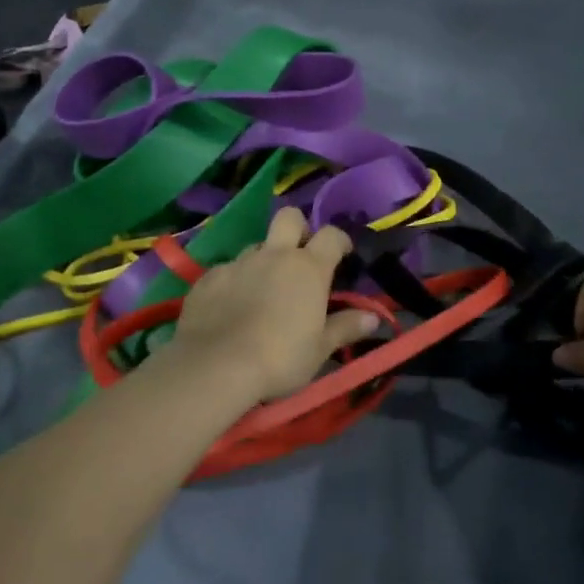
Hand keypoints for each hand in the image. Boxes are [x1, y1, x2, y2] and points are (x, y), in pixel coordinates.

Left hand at [167, 207, 378, 403]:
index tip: (343, 254)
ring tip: (263, 289)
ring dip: (264, 259)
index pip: (331, 235)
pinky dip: (234, 282)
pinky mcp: (208, 278)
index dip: (340, 240)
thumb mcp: (320, 349)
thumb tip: (374, 317)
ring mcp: (238, 263)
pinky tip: (231, 306)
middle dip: (298, 228)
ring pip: (256, 246)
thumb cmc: (280, 358)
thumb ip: (346, 327)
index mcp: (308, 268)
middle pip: (289, 217)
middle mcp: (274, 255)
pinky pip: (227, 270)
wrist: (214, 367)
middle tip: (300, 255)